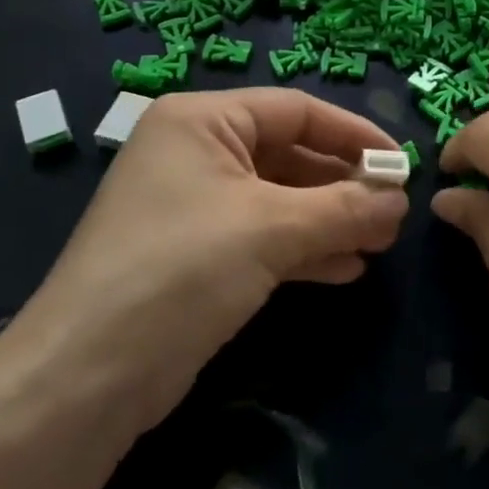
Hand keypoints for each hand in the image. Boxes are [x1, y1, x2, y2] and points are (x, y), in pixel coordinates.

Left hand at [9, 88, 408, 432]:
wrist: (86, 377)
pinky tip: (346, 270)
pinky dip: (306, 249)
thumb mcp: (271, 229)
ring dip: (332, 220)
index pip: (296, 110)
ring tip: (380, 244)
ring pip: (282, 200)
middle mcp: (197, 153)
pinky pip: (265, 237)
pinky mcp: (198, 256)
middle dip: (345, 185)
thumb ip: (345, 209)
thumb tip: (402, 201)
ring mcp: (196, 206)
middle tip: (394, 213)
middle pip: (291, 154)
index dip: (354, 134)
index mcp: (203, 121)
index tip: (402, 164)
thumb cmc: (181, 270)